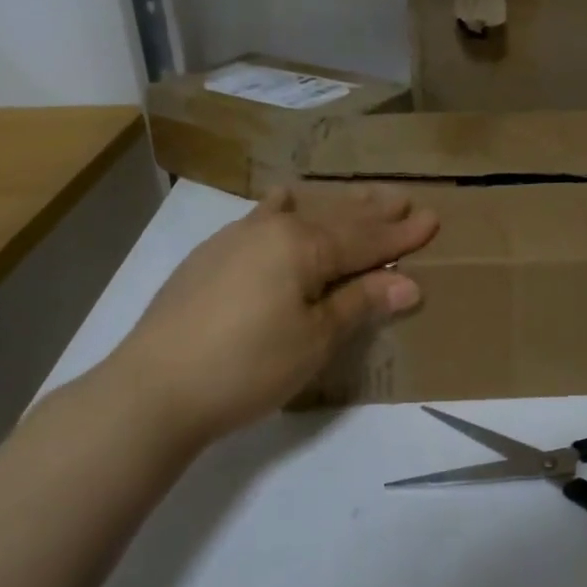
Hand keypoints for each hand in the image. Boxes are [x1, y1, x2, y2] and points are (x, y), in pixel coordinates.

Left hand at [102, 186, 437, 442]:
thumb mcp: (315, 339)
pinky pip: (263, 219)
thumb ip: (359, 303)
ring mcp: (235, 237)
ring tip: (360, 198)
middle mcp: (271, 229)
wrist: (153, 389)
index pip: (365, 239)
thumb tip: (408, 284)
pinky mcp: (210, 255)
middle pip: (335, 218)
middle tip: (405, 200)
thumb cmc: (247, 366)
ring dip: (334, 208)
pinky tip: (284, 203)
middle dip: (373, 213)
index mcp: (302, 245)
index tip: (433, 220)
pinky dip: (287, 211)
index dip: (401, 235)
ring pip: (299, 213)